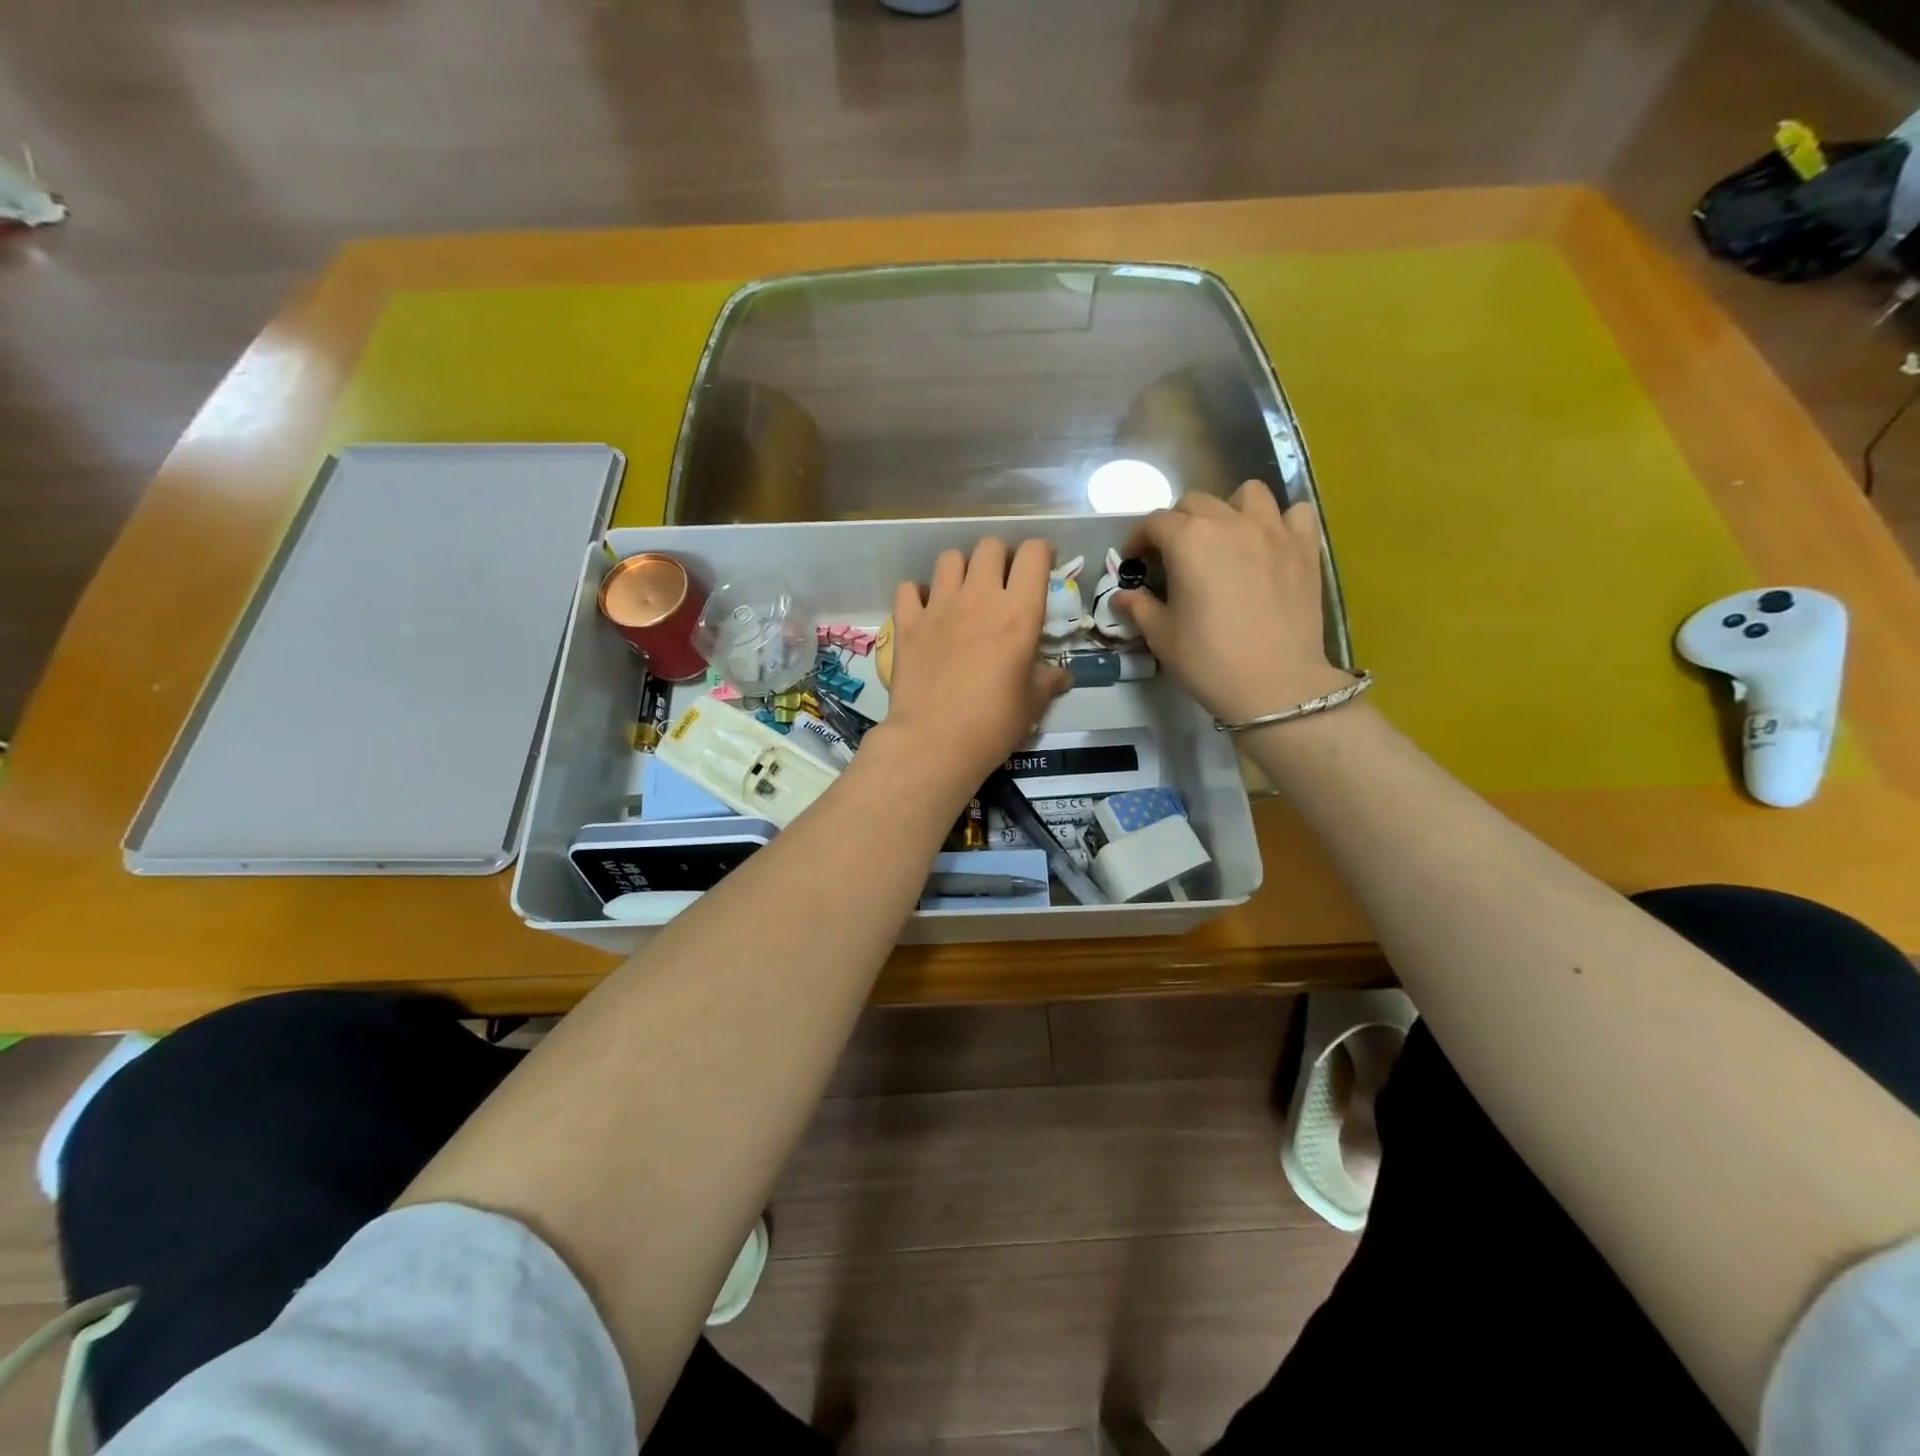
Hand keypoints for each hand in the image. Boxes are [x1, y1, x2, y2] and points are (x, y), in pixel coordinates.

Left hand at [876, 537, 1069, 802]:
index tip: (1042, 567)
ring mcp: (938, 606)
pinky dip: (918, 593)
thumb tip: (1063, 676)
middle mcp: (978, 597)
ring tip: (964, 592)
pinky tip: (926, 611)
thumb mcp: (1032, 704)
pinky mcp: (907, 622)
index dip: (1040, 553)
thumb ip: (1049, 682)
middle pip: (989, 546)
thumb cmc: (993, 724)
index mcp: (1018, 612)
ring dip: (961, 568)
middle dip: (1000, 556)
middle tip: (1002, 582)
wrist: (933, 742)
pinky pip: (909, 588)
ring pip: (949, 558)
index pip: (1033, 553)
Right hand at [1116, 482, 1352, 724]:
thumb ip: (1139, 607)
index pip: (1155, 522)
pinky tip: (1270, 544)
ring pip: (1248, 495)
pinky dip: (1280, 521)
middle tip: (1173, 556)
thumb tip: (1122, 597)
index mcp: (1188, 540)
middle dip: (1177, 524)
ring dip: (1229, 510)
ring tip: (1225, 539)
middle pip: (1196, 503)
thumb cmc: (1208, 659)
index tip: (1134, 562)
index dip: (1138, 540)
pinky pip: (1295, 513)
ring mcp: (1272, 531)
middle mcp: (1230, 522)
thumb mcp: (1161, 636)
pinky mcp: (1304, 548)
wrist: (1275, 684)